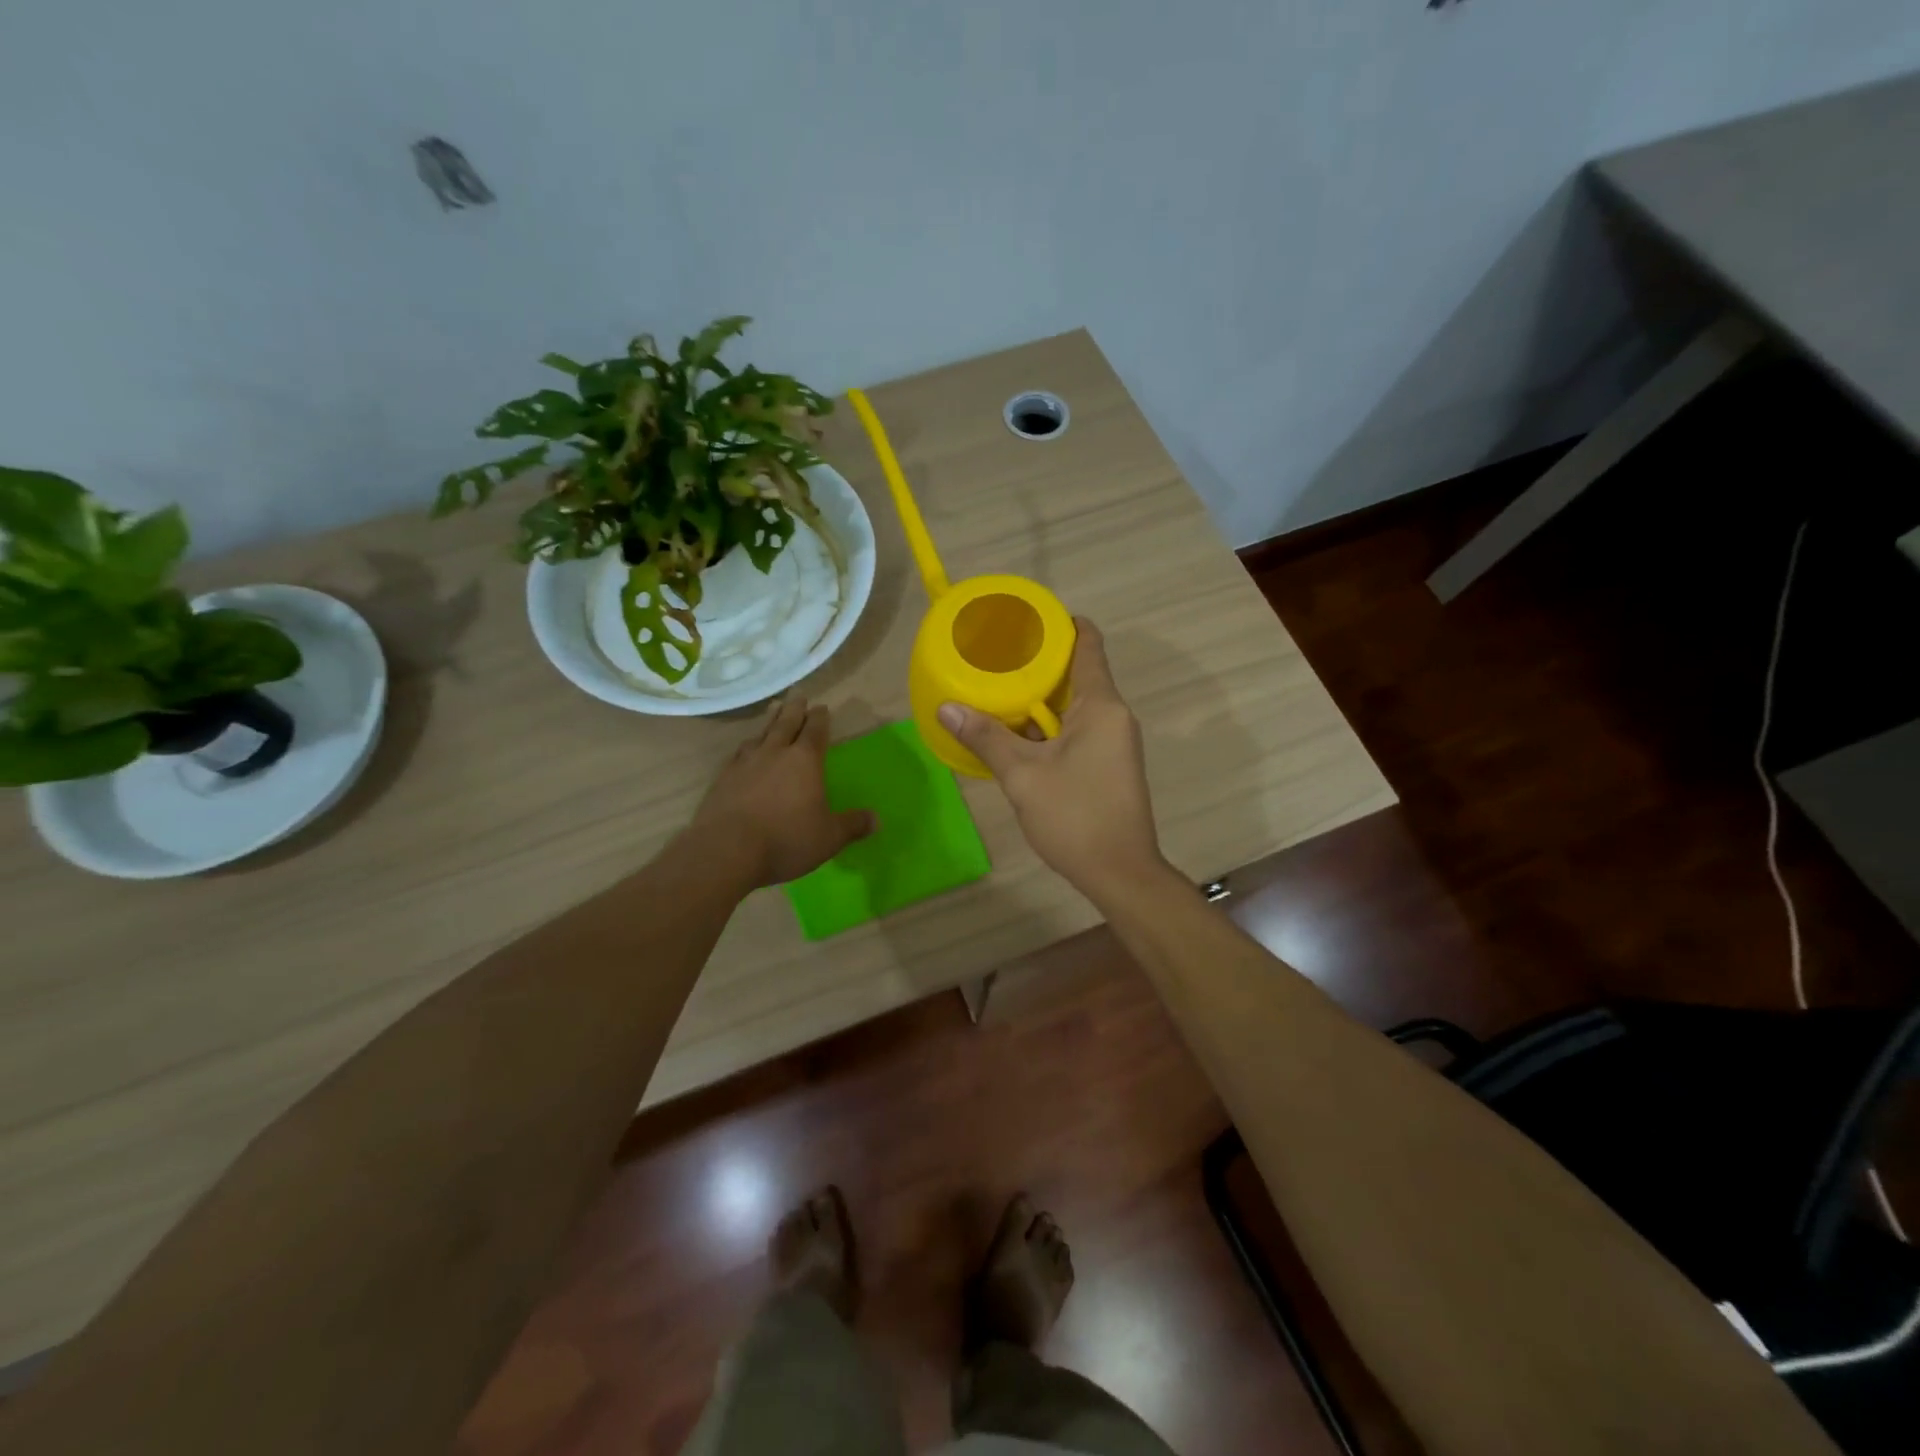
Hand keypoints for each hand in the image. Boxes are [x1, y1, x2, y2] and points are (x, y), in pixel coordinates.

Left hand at [690, 695, 872, 887]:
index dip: (820, 719)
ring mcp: (745, 763)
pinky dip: (747, 746)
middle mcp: (775, 753)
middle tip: (798, 695)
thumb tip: (877, 819)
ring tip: (773, 712)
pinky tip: (745, 750)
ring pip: (761, 734)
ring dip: (770, 721)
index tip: (822, 708)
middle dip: (795, 709)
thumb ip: (853, 825)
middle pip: (786, 723)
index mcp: (805, 761)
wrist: (726, 851)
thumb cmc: (786, 840)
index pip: (815, 731)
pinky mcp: (723, 778)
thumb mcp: (829, 838)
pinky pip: (739, 753)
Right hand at [937, 619, 1167, 904]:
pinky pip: (1076, 730)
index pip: (1088, 644)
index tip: (1027, 618)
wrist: (1120, 873)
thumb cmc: (1075, 816)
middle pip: (1077, 673)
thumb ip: (987, 738)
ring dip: (1039, 699)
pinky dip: (1048, 726)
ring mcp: (1114, 741)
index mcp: (1100, 706)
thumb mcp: (1023, 775)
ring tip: (996, 690)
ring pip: (1073, 706)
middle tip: (996, 656)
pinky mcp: (1108, 764)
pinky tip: (1015, 734)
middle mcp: (1113, 715)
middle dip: (1039, 664)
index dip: (1061, 624)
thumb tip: (947, 708)